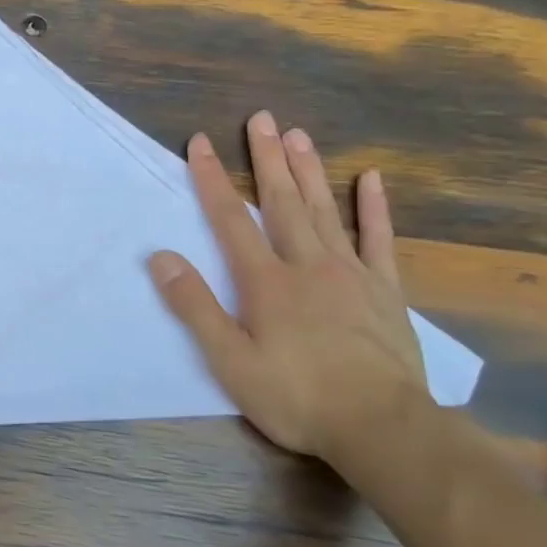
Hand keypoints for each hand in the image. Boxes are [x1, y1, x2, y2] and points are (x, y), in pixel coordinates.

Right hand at [147, 111, 428, 463]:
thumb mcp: (230, 360)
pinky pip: (379, 240)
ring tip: (298, 134)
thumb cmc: (297, 396)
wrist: (382, 428)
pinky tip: (370, 178)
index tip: (199, 143)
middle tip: (261, 118)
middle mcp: (307, 264)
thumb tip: (161, 256)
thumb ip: (195, 306)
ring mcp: (351, 274)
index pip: (231, 219)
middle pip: (282, 201)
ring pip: (325, 210)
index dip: (212, 178)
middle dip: (267, 158)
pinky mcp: (384, 291)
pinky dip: (374, 208)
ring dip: (309, 170)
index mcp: (266, 281)